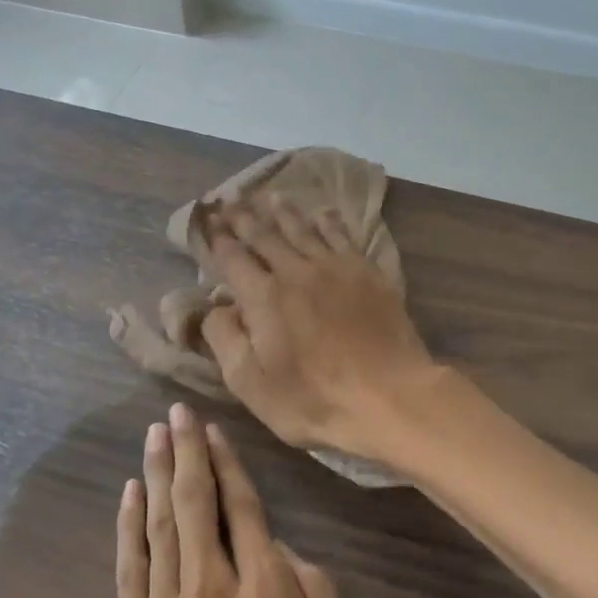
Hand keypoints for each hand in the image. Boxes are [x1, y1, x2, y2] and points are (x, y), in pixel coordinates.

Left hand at [71, 404, 356, 597]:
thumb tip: (294, 556)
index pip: (247, 514)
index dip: (231, 468)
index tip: (217, 433)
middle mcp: (213, 594)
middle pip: (197, 505)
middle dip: (189, 453)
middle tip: (177, 412)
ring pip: (161, 526)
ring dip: (158, 475)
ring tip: (155, 435)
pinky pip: (129, 568)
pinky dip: (129, 525)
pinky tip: (130, 495)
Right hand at [201, 197, 437, 462]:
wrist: (390, 397)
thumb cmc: (314, 399)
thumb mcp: (251, 383)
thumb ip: (225, 339)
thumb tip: (214, 306)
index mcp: (263, 296)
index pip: (233, 257)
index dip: (216, 238)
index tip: (207, 220)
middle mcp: (297, 270)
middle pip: (265, 235)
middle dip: (244, 217)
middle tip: (230, 200)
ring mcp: (336, 268)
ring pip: (304, 229)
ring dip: (284, 212)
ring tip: (270, 197)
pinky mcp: (368, 273)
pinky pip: (343, 237)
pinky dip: (328, 221)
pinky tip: (323, 213)